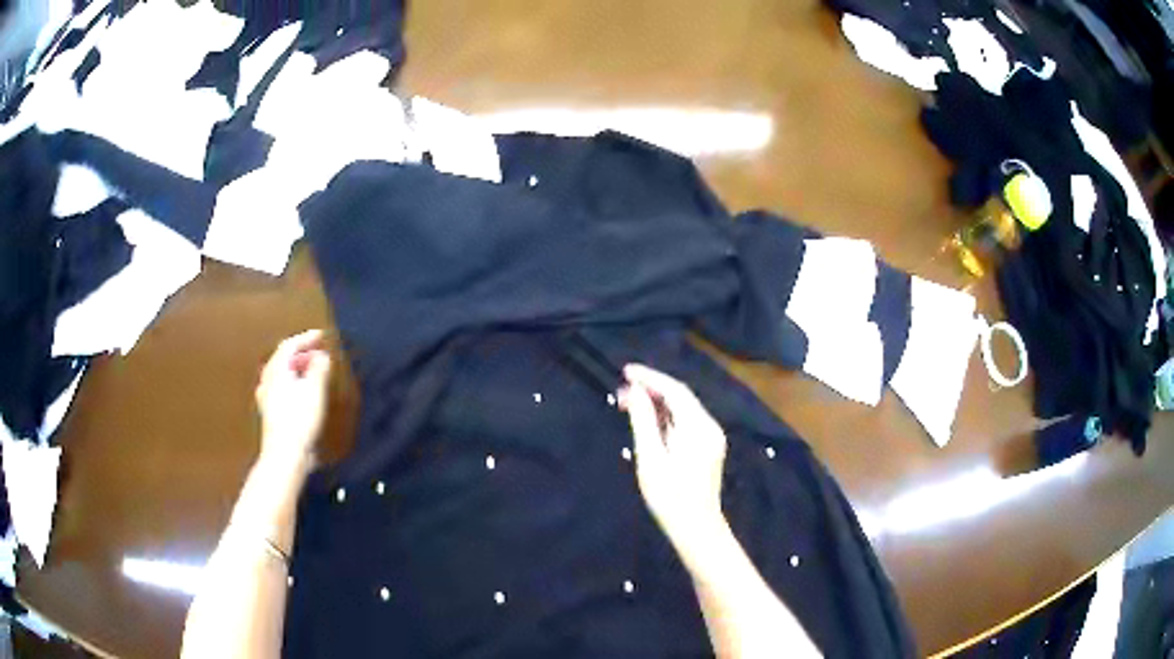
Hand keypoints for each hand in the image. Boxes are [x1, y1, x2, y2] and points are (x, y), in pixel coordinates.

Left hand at [255, 330, 331, 471]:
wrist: (284, 453)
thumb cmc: (299, 419)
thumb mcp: (315, 390)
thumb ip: (318, 369)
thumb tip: (321, 355)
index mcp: (277, 370)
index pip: (289, 345)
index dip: (305, 338)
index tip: (321, 336)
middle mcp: (268, 379)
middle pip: (282, 358)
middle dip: (300, 353)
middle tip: (317, 352)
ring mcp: (266, 396)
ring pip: (280, 374)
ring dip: (296, 369)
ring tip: (310, 371)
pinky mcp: (269, 412)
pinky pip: (280, 387)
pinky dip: (292, 383)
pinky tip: (299, 393)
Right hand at [620, 364, 727, 545]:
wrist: (696, 529)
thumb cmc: (671, 498)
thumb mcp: (651, 460)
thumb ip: (644, 422)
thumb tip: (636, 393)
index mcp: (698, 427)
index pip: (675, 390)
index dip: (650, 377)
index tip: (626, 371)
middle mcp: (709, 427)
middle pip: (680, 398)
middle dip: (652, 390)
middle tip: (621, 391)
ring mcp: (710, 438)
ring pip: (682, 410)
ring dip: (657, 403)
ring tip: (628, 403)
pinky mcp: (707, 449)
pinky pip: (685, 423)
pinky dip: (665, 417)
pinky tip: (648, 422)